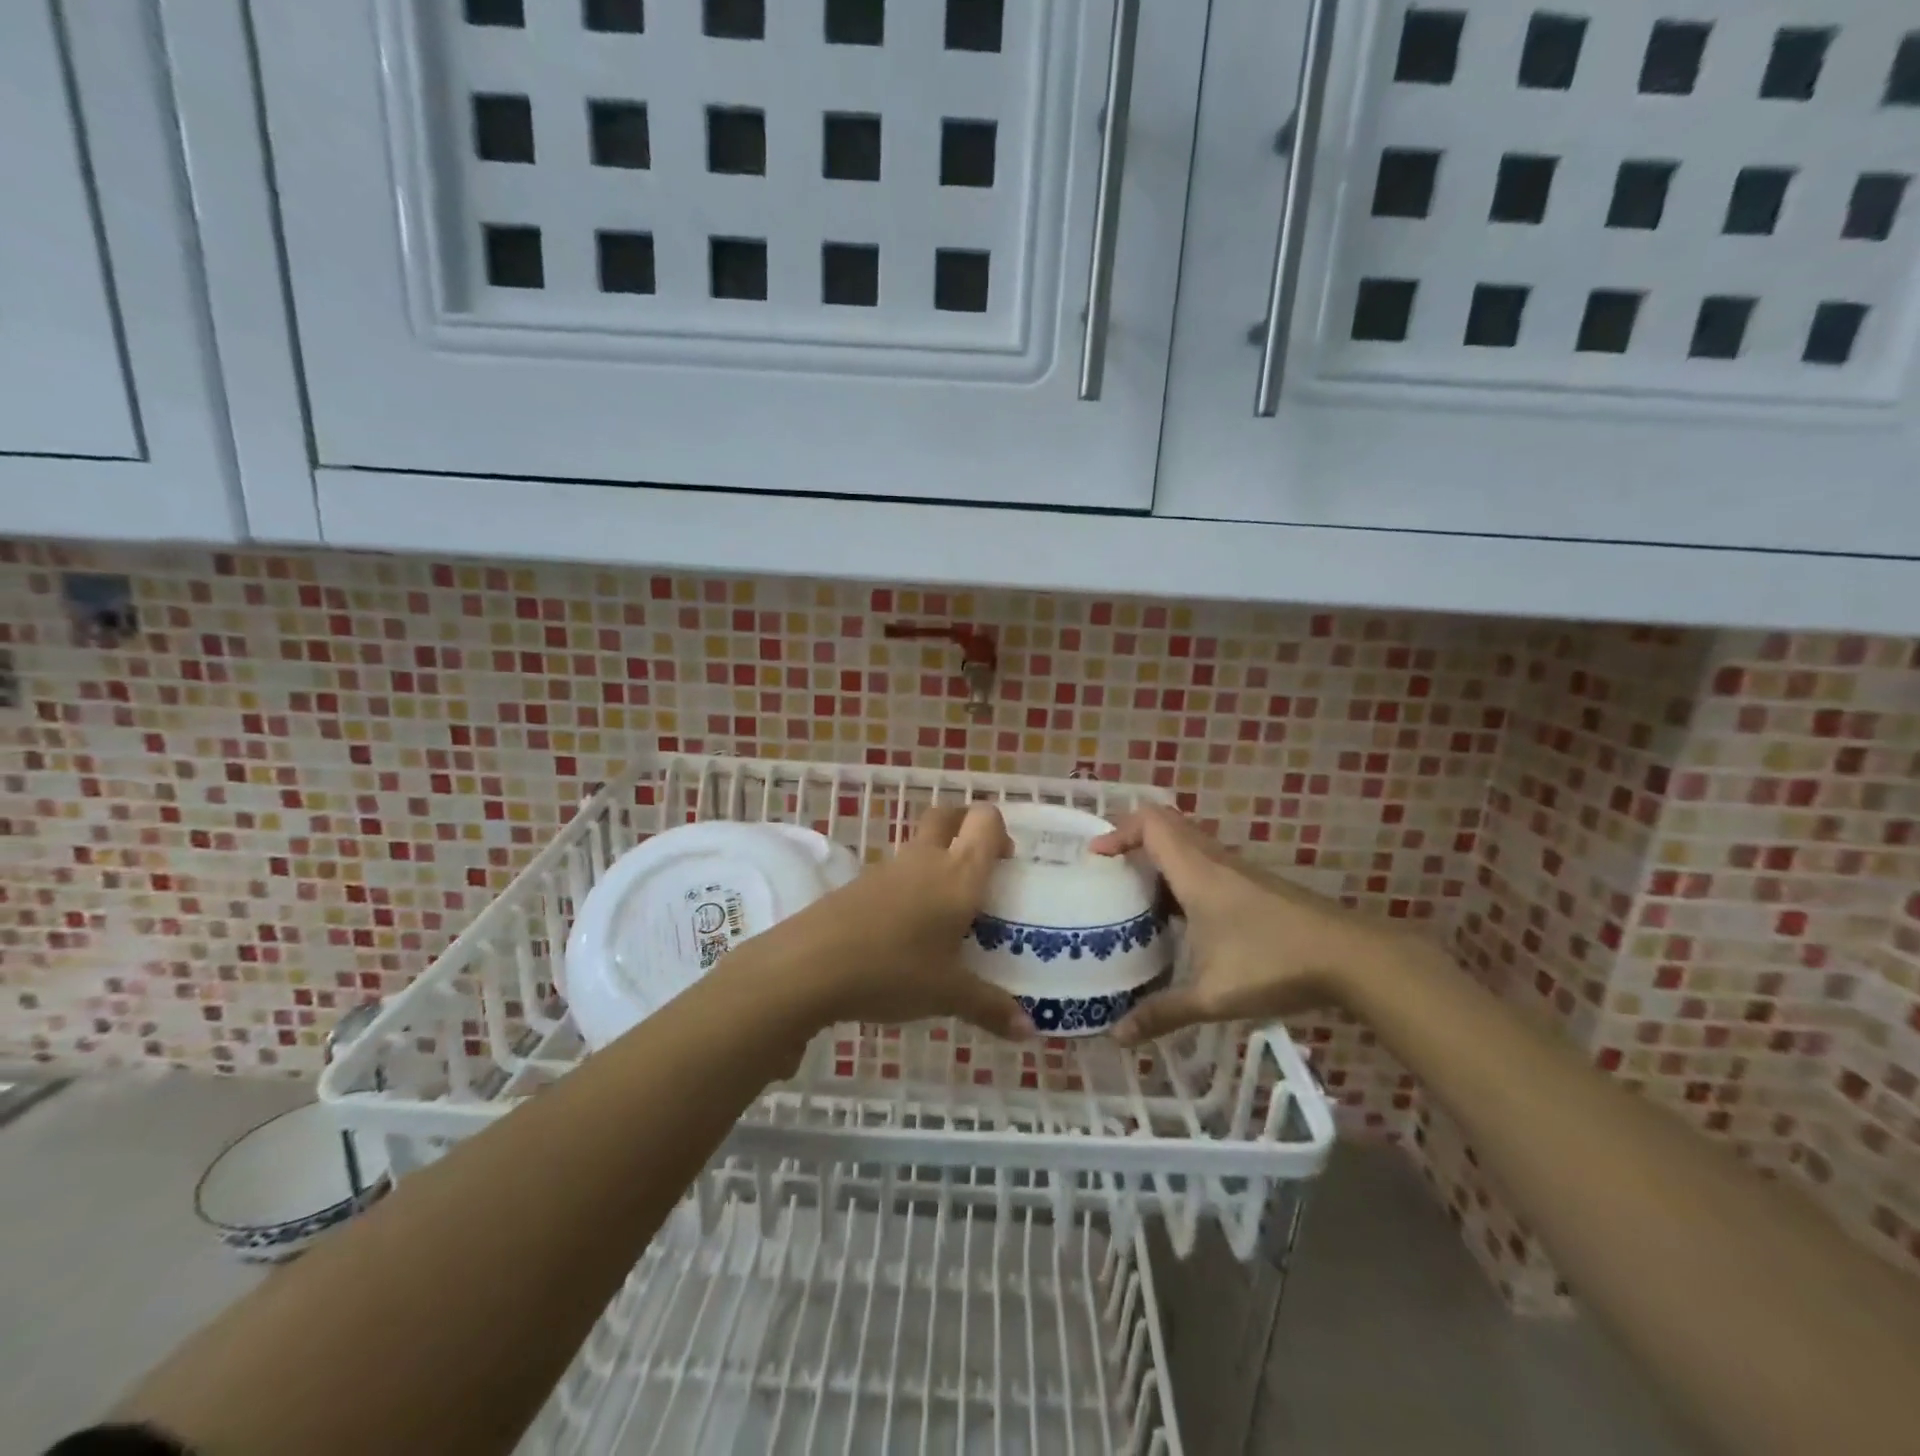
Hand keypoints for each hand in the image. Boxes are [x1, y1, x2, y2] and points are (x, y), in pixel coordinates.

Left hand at [766, 802, 1033, 1040]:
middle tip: (979, 870)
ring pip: (920, 844)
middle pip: (948, 815)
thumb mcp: (947, 994)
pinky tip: (908, 931)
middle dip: (966, 828)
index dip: (1000, 831)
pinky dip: (909, 886)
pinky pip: (895, 873)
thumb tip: (1030, 1031)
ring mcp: (889, 869)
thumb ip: (991, 1007)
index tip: (1007, 865)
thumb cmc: (893, 970)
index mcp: (958, 874)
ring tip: (946, 912)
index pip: (985, 821)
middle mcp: (926, 859)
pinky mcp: (859, 884)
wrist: (810, 965)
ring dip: (937, 860)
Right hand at [1091, 804, 1396, 1044]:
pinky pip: (1206, 865)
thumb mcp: (1211, 995)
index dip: (1118, 831)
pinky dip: (1183, 877)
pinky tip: (1181, 920)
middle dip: (1133, 841)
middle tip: (1111, 873)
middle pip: (1167, 825)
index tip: (1096, 857)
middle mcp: (1214, 861)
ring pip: (1188, 845)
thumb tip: (1117, 1037)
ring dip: (1159, 860)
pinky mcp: (1255, 886)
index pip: (1151, 823)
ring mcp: (1238, 871)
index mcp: (1196, 872)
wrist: (1352, 958)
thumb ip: (1162, 1013)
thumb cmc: (1274, 964)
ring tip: (1137, 898)